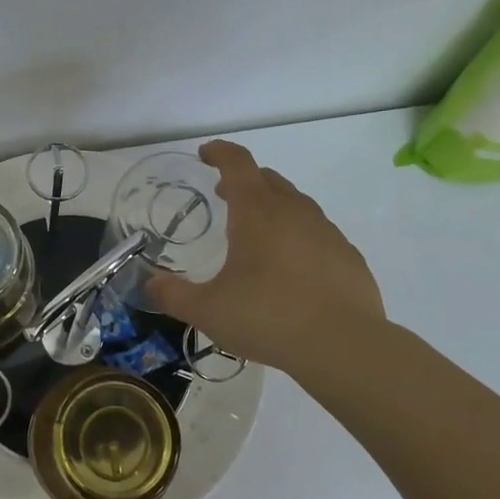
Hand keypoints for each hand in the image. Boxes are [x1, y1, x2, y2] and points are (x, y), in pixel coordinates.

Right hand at [148, 141, 385, 379]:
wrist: (344, 346)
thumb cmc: (268, 317)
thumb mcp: (208, 310)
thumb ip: (174, 295)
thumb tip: (150, 284)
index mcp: (256, 212)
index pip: (237, 163)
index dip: (219, 152)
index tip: (206, 153)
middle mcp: (293, 211)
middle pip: (267, 178)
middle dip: (243, 180)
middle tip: (224, 195)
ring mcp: (326, 232)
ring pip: (295, 204)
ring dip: (272, 206)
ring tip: (256, 233)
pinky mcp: (348, 256)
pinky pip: (317, 233)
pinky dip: (298, 236)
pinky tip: (292, 267)